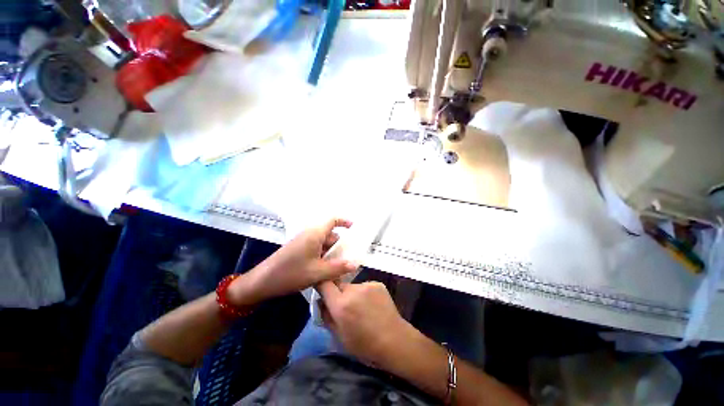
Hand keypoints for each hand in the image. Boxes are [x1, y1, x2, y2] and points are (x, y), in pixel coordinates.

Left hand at [229, 219, 358, 305]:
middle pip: (330, 234)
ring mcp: (303, 242)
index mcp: (315, 233)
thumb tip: (355, 263)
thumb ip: (338, 267)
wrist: (261, 282)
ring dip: (332, 253)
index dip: (345, 221)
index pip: (333, 219)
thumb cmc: (290, 273)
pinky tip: (326, 270)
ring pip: (323, 244)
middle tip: (351, 258)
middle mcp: (310, 234)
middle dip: (340, 246)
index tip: (355, 229)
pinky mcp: (299, 250)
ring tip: (340, 267)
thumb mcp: (317, 272)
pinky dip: (324, 257)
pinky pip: (316, 249)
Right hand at [317, 280, 411, 366]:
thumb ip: (326, 316)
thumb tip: (320, 301)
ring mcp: (366, 285)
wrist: (394, 340)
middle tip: (345, 306)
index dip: (322, 285)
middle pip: (339, 284)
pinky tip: (372, 305)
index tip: (322, 290)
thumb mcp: (339, 336)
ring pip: (353, 286)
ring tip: (362, 308)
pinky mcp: (377, 284)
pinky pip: (365, 286)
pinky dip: (365, 294)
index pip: (324, 283)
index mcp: (341, 305)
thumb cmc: (364, 344)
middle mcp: (352, 290)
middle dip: (338, 293)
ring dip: (353, 294)